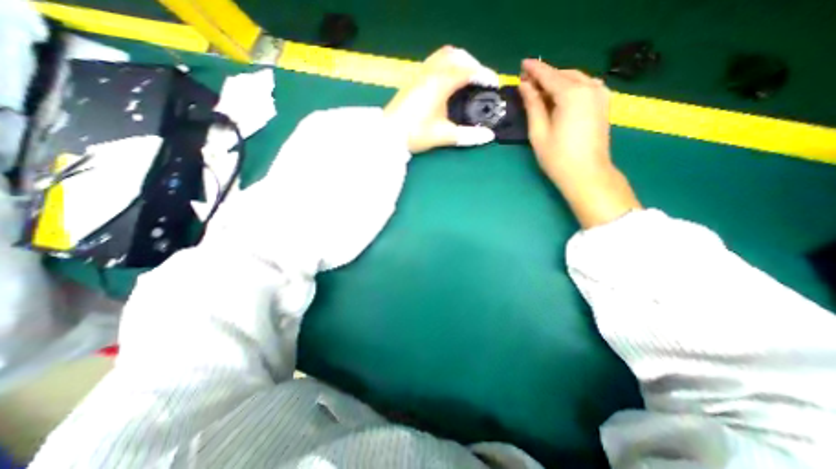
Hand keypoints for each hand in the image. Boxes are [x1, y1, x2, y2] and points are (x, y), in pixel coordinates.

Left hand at [383, 45, 494, 151]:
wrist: (388, 135)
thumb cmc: (416, 133)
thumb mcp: (443, 135)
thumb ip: (467, 135)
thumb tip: (489, 137)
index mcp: (440, 83)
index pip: (468, 71)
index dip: (484, 75)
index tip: (494, 85)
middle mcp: (430, 72)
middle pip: (455, 55)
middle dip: (472, 64)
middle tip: (480, 80)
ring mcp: (419, 75)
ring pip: (442, 56)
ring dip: (458, 62)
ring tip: (465, 79)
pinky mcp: (412, 81)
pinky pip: (433, 63)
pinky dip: (445, 66)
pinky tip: (446, 83)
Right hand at [520, 60, 641, 226]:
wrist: (587, 174)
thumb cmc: (558, 157)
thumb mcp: (539, 132)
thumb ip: (533, 105)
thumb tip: (525, 86)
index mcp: (572, 94)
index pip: (549, 75)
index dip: (535, 69)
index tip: (522, 64)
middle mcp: (590, 87)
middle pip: (563, 74)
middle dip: (545, 75)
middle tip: (526, 80)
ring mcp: (600, 94)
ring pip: (575, 78)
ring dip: (556, 81)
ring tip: (538, 89)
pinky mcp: (603, 103)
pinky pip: (584, 86)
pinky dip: (568, 87)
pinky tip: (557, 96)